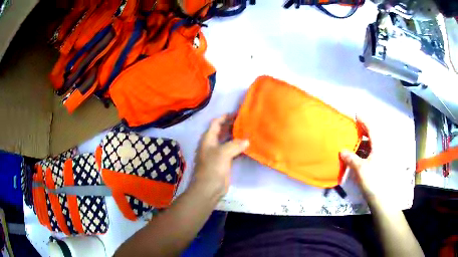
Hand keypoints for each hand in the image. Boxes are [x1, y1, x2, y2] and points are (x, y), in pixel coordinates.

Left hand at [192, 114, 248, 198]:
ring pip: (228, 141)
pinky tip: (248, 146)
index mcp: (208, 139)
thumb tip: (246, 140)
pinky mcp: (224, 162)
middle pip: (222, 131)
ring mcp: (218, 154)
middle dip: (232, 126)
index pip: (216, 123)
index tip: (237, 114)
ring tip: (249, 132)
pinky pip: (232, 151)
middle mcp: (212, 144)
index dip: (225, 117)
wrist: (209, 188)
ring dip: (236, 137)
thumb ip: (235, 144)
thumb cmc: (212, 168)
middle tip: (246, 122)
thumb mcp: (223, 153)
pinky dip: (239, 148)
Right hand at [340, 117, 391, 206]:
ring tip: (354, 142)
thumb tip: (342, 151)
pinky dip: (366, 150)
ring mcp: (383, 156)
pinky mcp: (382, 163)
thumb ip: (351, 158)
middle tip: (354, 128)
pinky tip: (359, 155)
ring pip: (373, 144)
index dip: (363, 120)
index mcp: (379, 145)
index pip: (371, 127)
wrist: (383, 198)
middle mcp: (383, 147)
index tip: (356, 115)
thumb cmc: (373, 180)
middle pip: (373, 134)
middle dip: (363, 130)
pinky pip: (373, 151)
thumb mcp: (360, 169)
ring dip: (364, 141)